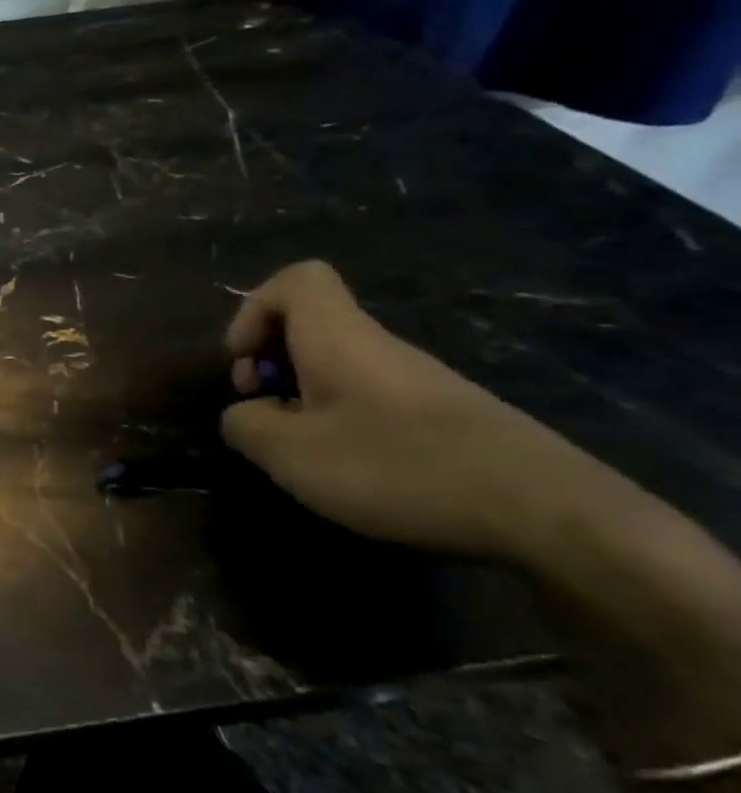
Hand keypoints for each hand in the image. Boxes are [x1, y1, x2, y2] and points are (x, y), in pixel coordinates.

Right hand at [220, 260, 585, 562]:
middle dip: (268, 361)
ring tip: (298, 450)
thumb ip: (245, 425)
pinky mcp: (439, 416)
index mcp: (339, 338)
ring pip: (335, 365)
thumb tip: (244, 415)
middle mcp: (377, 347)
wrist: (547, 512)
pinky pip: (366, 398)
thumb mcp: (290, 453)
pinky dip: (337, 421)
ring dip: (299, 398)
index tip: (244, 362)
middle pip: (308, 325)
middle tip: (260, 409)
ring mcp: (413, 382)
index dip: (253, 310)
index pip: (296, 280)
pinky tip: (346, 469)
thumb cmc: (398, 467)